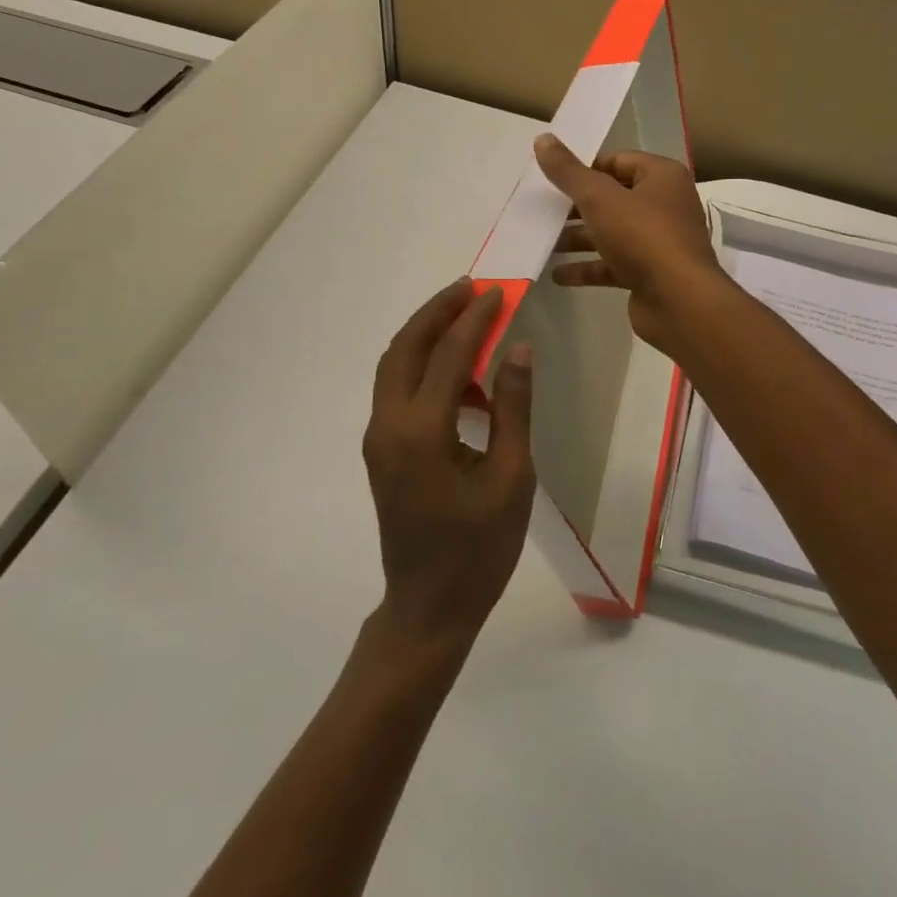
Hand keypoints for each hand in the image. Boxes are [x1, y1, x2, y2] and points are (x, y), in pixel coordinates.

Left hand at [363, 279, 536, 649]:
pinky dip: (422, 364)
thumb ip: (512, 408)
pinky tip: (459, 375)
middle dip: (437, 311)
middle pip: (406, 346)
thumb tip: (518, 349)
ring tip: (465, 316)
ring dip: (425, 333)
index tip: (498, 291)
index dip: (475, 319)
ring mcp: (378, 437)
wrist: (428, 608)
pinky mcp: (381, 449)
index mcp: (422, 432)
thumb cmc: (478, 550)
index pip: (448, 355)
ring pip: (395, 364)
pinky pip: (396, 388)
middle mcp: (389, 425)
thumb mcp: (511, 478)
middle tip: (471, 287)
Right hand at [533, 134, 725, 353]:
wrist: (679, 302)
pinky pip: (613, 265)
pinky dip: (588, 268)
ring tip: (544, 242)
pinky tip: (558, 275)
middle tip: (543, 211)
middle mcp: (664, 205)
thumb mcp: (599, 198)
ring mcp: (658, 242)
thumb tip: (542, 138)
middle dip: (577, 206)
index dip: (585, 168)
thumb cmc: (642, 237)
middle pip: (613, 197)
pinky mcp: (650, 273)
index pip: (618, 161)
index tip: (553, 180)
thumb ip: (568, 171)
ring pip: (612, 232)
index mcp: (661, 177)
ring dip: (579, 238)